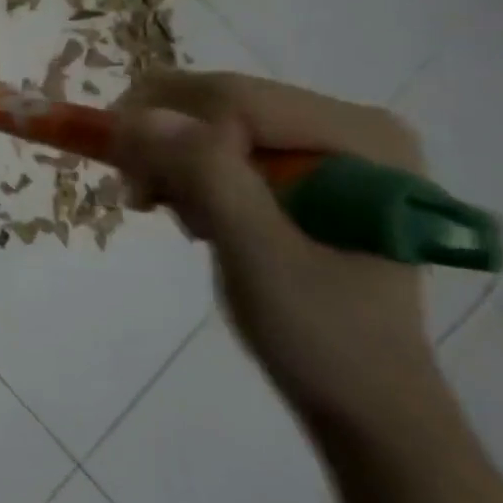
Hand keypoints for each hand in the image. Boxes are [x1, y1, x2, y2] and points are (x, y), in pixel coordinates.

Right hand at [112, 71, 445, 434]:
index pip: (236, 100)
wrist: (363, 402)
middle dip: (164, 142)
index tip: (138, 190)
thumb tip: (138, 116)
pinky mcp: (301, 165)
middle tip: (138, 195)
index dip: (172, 131)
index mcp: (361, 138)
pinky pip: (216, 139)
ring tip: (163, 209)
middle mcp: (348, 125)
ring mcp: (325, 143)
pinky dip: (184, 168)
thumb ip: (207, 177)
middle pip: (220, 100)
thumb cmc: (322, 337)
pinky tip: (187, 207)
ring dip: (168, 158)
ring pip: (208, 116)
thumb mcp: (259, 257)